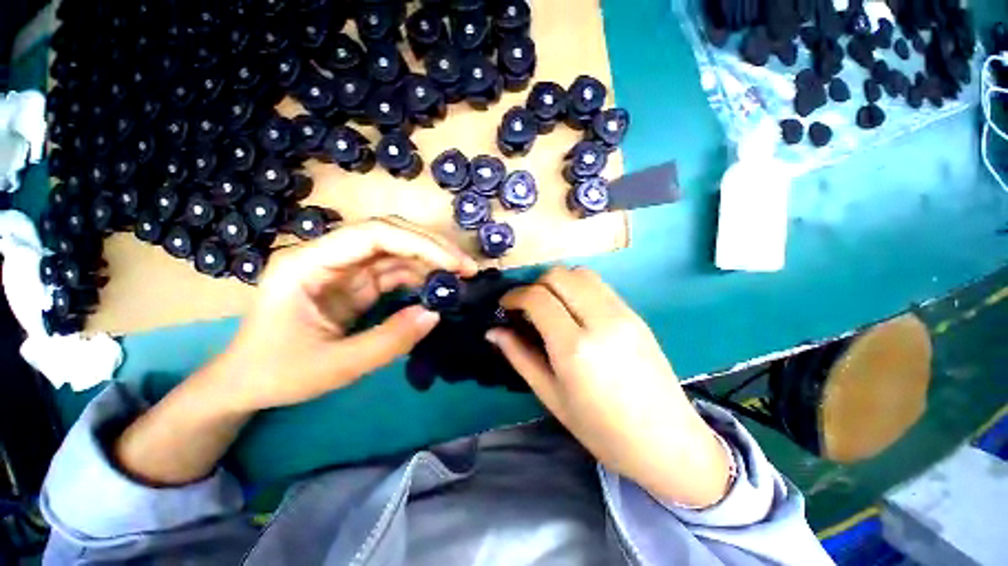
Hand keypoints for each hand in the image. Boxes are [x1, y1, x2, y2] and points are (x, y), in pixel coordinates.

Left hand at [217, 217, 478, 412]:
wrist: (246, 383)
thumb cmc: (277, 373)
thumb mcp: (334, 367)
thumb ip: (387, 341)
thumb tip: (434, 314)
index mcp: (308, 262)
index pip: (373, 235)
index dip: (419, 244)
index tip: (453, 264)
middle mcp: (328, 255)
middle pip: (389, 233)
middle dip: (432, 247)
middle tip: (466, 268)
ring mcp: (343, 268)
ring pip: (397, 250)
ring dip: (431, 261)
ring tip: (460, 278)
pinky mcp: (356, 283)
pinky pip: (395, 271)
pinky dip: (421, 277)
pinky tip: (439, 288)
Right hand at [488, 267, 730, 507]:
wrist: (665, 442)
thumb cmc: (601, 429)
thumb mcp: (551, 396)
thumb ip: (519, 356)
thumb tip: (493, 331)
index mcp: (575, 348)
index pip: (538, 298)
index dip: (515, 296)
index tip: (506, 305)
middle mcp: (600, 320)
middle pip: (559, 275)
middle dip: (535, 284)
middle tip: (527, 306)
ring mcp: (623, 313)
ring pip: (581, 273)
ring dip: (558, 282)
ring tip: (550, 305)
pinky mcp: (635, 313)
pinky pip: (599, 285)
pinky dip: (578, 288)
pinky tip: (574, 311)